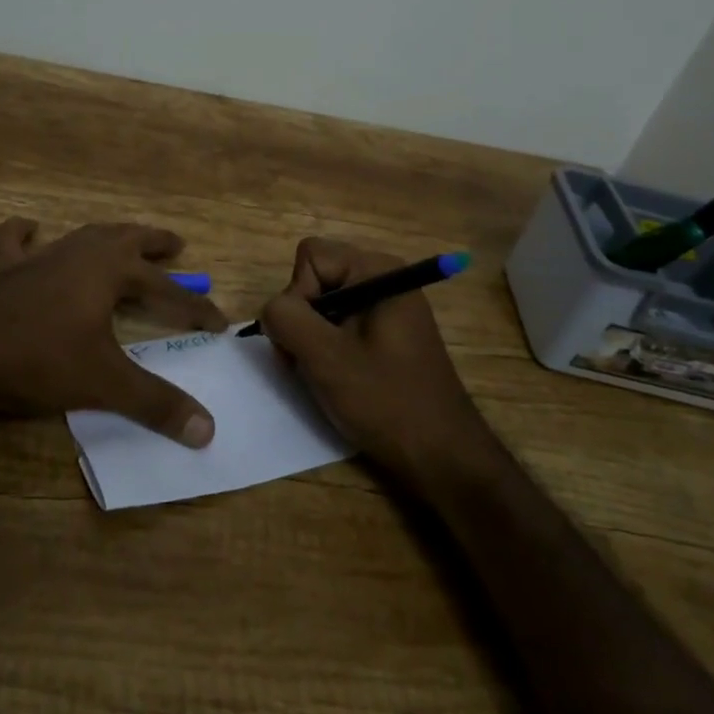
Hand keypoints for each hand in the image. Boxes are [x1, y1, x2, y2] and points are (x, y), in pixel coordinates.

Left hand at [0, 218, 225, 446]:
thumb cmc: (41, 360)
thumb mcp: (105, 383)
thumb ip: (156, 404)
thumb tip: (208, 431)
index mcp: (110, 270)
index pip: (166, 290)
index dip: (195, 308)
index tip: (219, 324)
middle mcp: (79, 253)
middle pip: (127, 239)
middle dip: (154, 243)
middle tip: (176, 245)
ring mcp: (39, 256)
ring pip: (82, 234)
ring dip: (108, 235)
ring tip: (122, 238)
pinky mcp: (3, 269)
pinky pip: (13, 241)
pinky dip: (23, 233)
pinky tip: (29, 228)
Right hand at [259, 238, 494, 485]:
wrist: (443, 456)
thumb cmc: (387, 401)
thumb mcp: (325, 357)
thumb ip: (286, 318)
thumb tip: (271, 310)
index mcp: (377, 270)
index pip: (310, 257)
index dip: (298, 295)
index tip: (311, 338)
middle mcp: (384, 278)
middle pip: (315, 278)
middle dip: (302, 319)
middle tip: (310, 363)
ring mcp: (386, 307)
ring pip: (322, 305)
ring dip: (311, 339)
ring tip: (323, 376)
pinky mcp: (386, 334)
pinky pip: (340, 324)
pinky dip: (328, 349)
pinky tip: (338, 379)